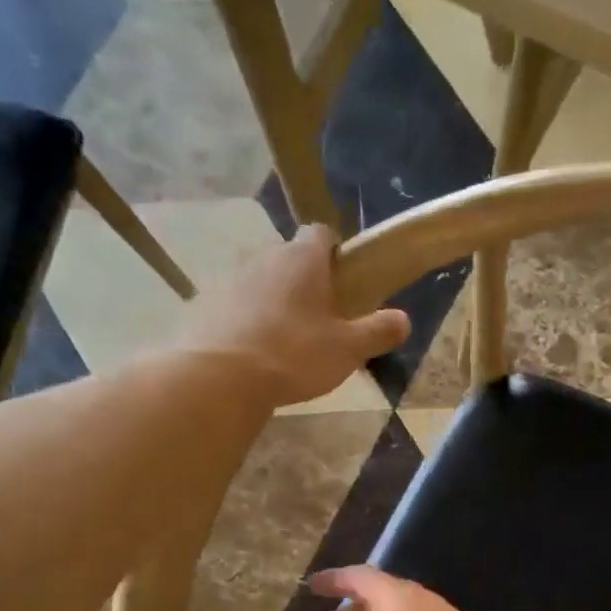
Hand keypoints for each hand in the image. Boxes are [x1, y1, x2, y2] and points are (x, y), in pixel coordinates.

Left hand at [176, 225, 409, 407]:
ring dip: (277, 302)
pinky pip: (237, 307)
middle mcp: (264, 258)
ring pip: (263, 283)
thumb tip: (403, 320)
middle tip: (324, 319)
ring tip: (289, 341)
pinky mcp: (206, 306)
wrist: (219, 378)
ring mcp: (231, 280)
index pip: (321, 233)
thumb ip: (378, 331)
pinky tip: (256, 354)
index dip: (336, 251)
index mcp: (302, 260)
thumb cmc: (294, 355)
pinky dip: (249, 321)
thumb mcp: (348, 349)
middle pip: (291, 259)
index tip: (346, 279)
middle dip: (307, 282)